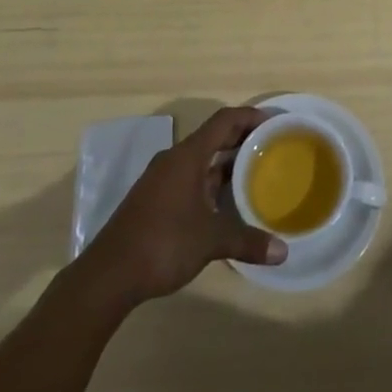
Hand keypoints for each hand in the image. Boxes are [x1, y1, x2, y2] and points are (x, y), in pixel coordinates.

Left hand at [82, 107, 285, 305]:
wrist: (108, 275)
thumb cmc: (163, 243)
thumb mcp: (210, 241)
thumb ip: (246, 241)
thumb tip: (282, 252)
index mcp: (188, 156)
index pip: (224, 121)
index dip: (249, 116)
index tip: (273, 123)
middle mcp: (174, 160)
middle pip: (213, 137)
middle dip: (241, 140)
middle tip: (271, 148)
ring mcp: (162, 180)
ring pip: (200, 161)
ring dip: (225, 164)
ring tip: (254, 174)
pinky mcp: (154, 199)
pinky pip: (189, 178)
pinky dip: (210, 182)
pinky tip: (224, 203)